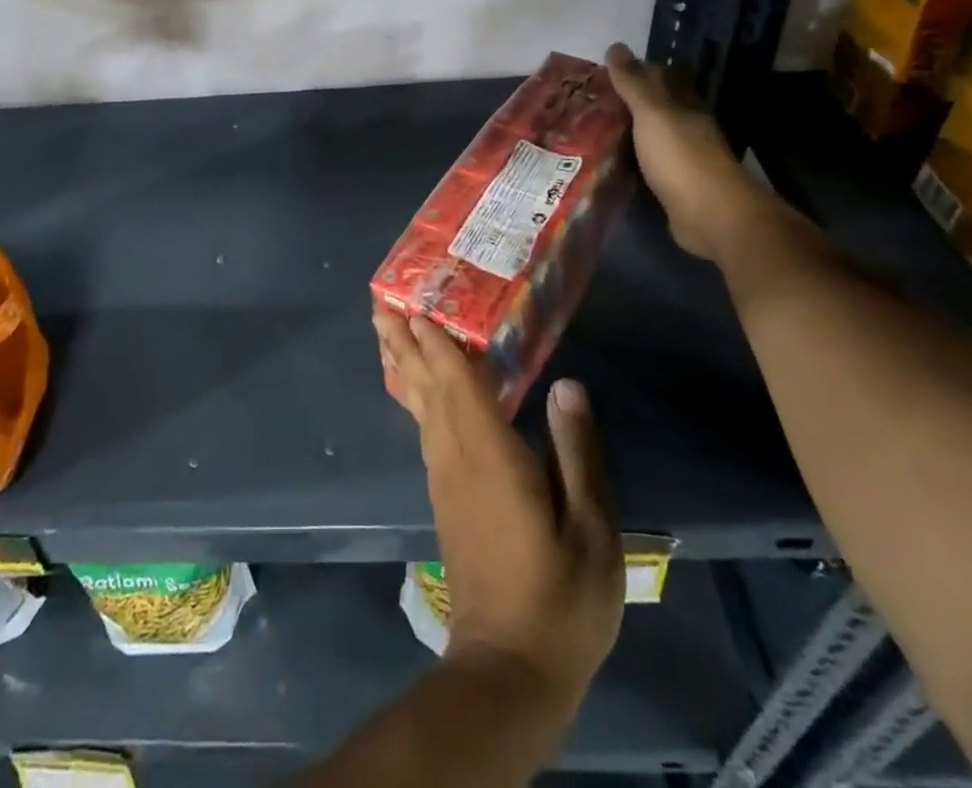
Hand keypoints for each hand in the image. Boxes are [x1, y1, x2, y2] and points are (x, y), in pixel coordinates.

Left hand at [374, 310, 623, 705]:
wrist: (509, 666)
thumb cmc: (560, 597)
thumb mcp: (591, 529)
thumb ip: (576, 452)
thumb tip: (566, 385)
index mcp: (491, 456)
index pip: (459, 384)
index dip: (439, 344)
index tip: (417, 306)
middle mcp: (457, 457)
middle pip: (426, 388)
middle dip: (404, 344)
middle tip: (380, 306)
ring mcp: (444, 478)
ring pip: (419, 407)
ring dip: (403, 366)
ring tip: (386, 335)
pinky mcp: (444, 497)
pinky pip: (424, 428)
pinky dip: (415, 398)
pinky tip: (416, 393)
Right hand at [603, 43, 774, 263]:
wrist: (710, 216)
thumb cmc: (681, 157)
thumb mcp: (653, 114)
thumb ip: (634, 83)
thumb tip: (616, 46)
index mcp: (686, 107)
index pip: (666, 79)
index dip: (641, 71)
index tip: (609, 70)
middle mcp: (688, 129)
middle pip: (659, 108)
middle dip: (632, 102)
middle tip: (593, 99)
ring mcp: (684, 160)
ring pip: (652, 137)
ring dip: (630, 132)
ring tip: (593, 128)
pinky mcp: (675, 187)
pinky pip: (648, 165)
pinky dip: (631, 160)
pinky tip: (610, 162)